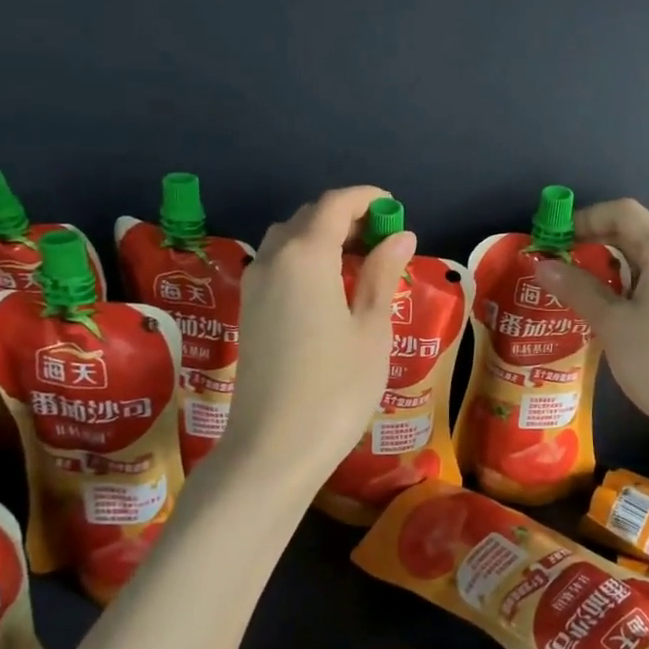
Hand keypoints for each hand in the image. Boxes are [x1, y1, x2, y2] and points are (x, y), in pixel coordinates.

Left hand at [215, 186, 415, 490]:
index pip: (335, 205)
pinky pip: (277, 265)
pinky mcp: (248, 312)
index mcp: (306, 257)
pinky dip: (305, 258)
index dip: (367, 198)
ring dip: (322, 236)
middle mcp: (272, 260)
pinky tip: (329, 288)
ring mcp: (254, 287)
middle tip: (384, 238)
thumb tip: (400, 235)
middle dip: (346, 216)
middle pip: (308, 217)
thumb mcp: (371, 330)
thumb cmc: (335, 389)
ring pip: (287, 239)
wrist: (272, 450)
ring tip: (359, 261)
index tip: (395, 208)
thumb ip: (382, 274)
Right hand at [533, 198, 648, 445]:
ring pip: (646, 260)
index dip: (584, 218)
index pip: (621, 212)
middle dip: (593, 243)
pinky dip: (629, 286)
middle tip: (557, 265)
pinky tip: (610, 311)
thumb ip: (577, 289)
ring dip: (610, 267)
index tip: (553, 240)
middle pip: (635, 233)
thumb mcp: (612, 324)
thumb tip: (542, 264)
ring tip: (576, 290)